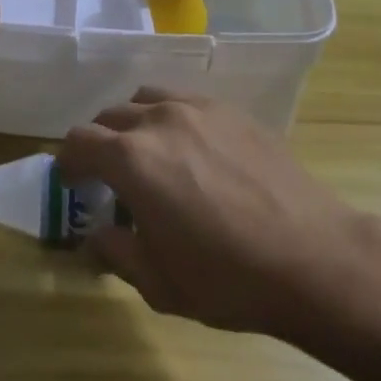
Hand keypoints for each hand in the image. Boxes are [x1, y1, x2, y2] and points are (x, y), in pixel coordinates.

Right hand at [57, 89, 368, 336]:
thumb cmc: (227, 278)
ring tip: (149, 153)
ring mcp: (200, 109)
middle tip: (108, 175)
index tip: (70, 180)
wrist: (313, 258)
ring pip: (148, 99)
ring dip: (135, 123)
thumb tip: (95, 236)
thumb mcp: (158, 281)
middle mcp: (159, 121)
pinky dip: (172, 117)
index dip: (67, 160)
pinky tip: (193, 150)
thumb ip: (114, 252)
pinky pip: (186, 101)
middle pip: (111, 115)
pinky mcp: (234, 111)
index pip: (79, 141)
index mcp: (132, 159)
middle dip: (100, 142)